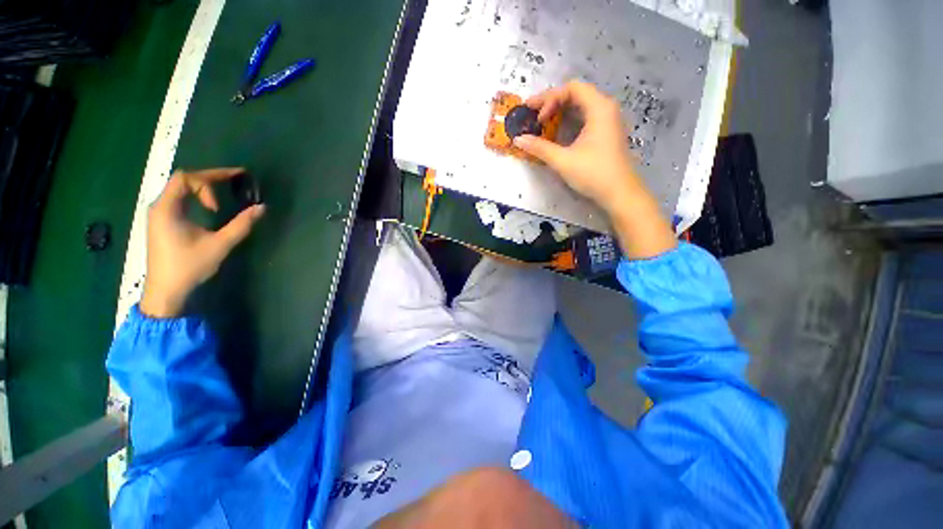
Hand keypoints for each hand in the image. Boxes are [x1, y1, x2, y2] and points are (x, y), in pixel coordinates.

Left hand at [140, 168, 264, 317]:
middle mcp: (159, 206)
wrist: (165, 291)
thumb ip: (241, 225)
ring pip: (181, 188)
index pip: (185, 178)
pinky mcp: (163, 222)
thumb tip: (261, 208)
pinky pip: (179, 199)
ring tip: (224, 191)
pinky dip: (197, 197)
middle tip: (235, 179)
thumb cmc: (189, 267)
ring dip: (203, 187)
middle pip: (183, 180)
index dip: (208, 182)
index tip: (220, 206)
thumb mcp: (219, 245)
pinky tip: (210, 207)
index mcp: (167, 208)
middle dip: (210, 178)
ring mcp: (159, 214)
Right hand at [513, 80, 636, 212]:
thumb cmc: (593, 173)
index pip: (571, 88)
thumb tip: (518, 140)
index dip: (549, 99)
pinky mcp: (607, 132)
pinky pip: (585, 117)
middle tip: (533, 115)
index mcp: (599, 107)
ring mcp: (608, 120)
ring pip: (581, 106)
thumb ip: (540, 148)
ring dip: (560, 111)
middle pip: (576, 94)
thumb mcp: (563, 160)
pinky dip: (569, 120)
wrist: (619, 193)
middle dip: (552, 102)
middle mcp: (606, 108)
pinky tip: (559, 132)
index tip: (535, 117)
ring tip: (543, 122)